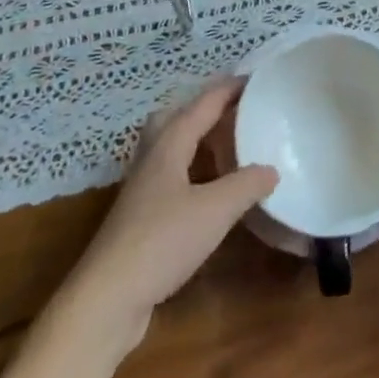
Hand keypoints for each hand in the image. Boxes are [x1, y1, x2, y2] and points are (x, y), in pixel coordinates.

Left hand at [73, 81, 277, 340]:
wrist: (107, 299)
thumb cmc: (161, 242)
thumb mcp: (215, 211)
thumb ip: (246, 185)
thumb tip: (271, 168)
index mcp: (169, 145)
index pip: (202, 105)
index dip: (228, 90)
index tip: (255, 78)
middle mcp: (151, 159)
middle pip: (174, 119)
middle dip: (203, 109)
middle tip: (235, 111)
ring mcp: (141, 190)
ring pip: (169, 148)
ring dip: (196, 139)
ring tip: (226, 145)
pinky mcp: (139, 218)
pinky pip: (170, 176)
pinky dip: (192, 171)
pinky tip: (208, 191)